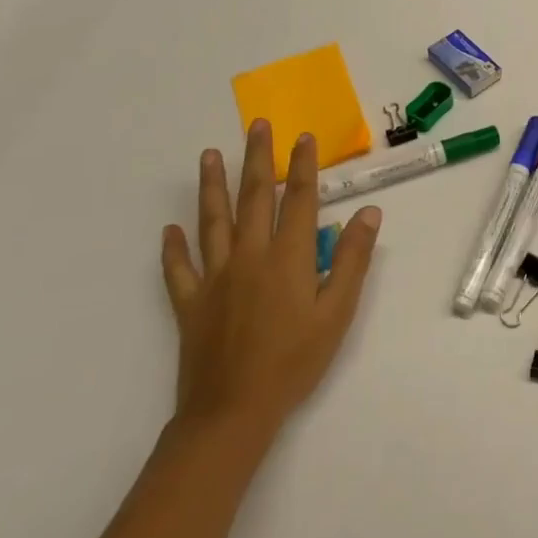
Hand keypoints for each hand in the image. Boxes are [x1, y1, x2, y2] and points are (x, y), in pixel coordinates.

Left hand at [160, 121, 379, 434]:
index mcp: (287, 257)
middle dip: (257, 158)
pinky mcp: (190, 303)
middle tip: (257, 126)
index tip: (303, 136)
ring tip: (207, 156)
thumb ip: (353, 259)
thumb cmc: (295, 360)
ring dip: (211, 186)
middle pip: (254, 198)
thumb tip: (368, 213)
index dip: (303, 166)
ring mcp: (215, 278)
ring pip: (212, 221)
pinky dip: (173, 247)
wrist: (232, 411)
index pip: (299, 199)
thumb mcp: (338, 312)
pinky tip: (169, 230)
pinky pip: (178, 269)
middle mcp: (249, 256)